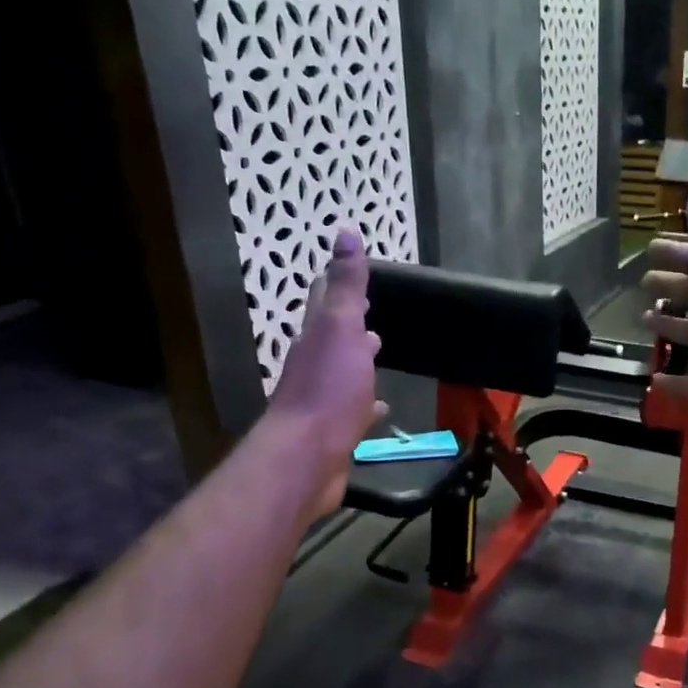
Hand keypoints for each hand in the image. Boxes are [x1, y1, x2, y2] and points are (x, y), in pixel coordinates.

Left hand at [266, 231, 387, 517]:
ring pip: (344, 371)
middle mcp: (315, 364)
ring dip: (358, 360)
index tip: (352, 267)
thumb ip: (347, 286)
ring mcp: (324, 398)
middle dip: (351, 322)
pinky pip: (355, 410)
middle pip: (333, 336)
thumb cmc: (328, 389)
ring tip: (379, 351)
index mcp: (317, 337)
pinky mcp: (335, 430)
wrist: (307, 455)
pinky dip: (367, 403)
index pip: (326, 300)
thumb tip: (344, 232)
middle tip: (371, 312)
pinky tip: (380, 407)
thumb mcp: (341, 328)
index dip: (338, 283)